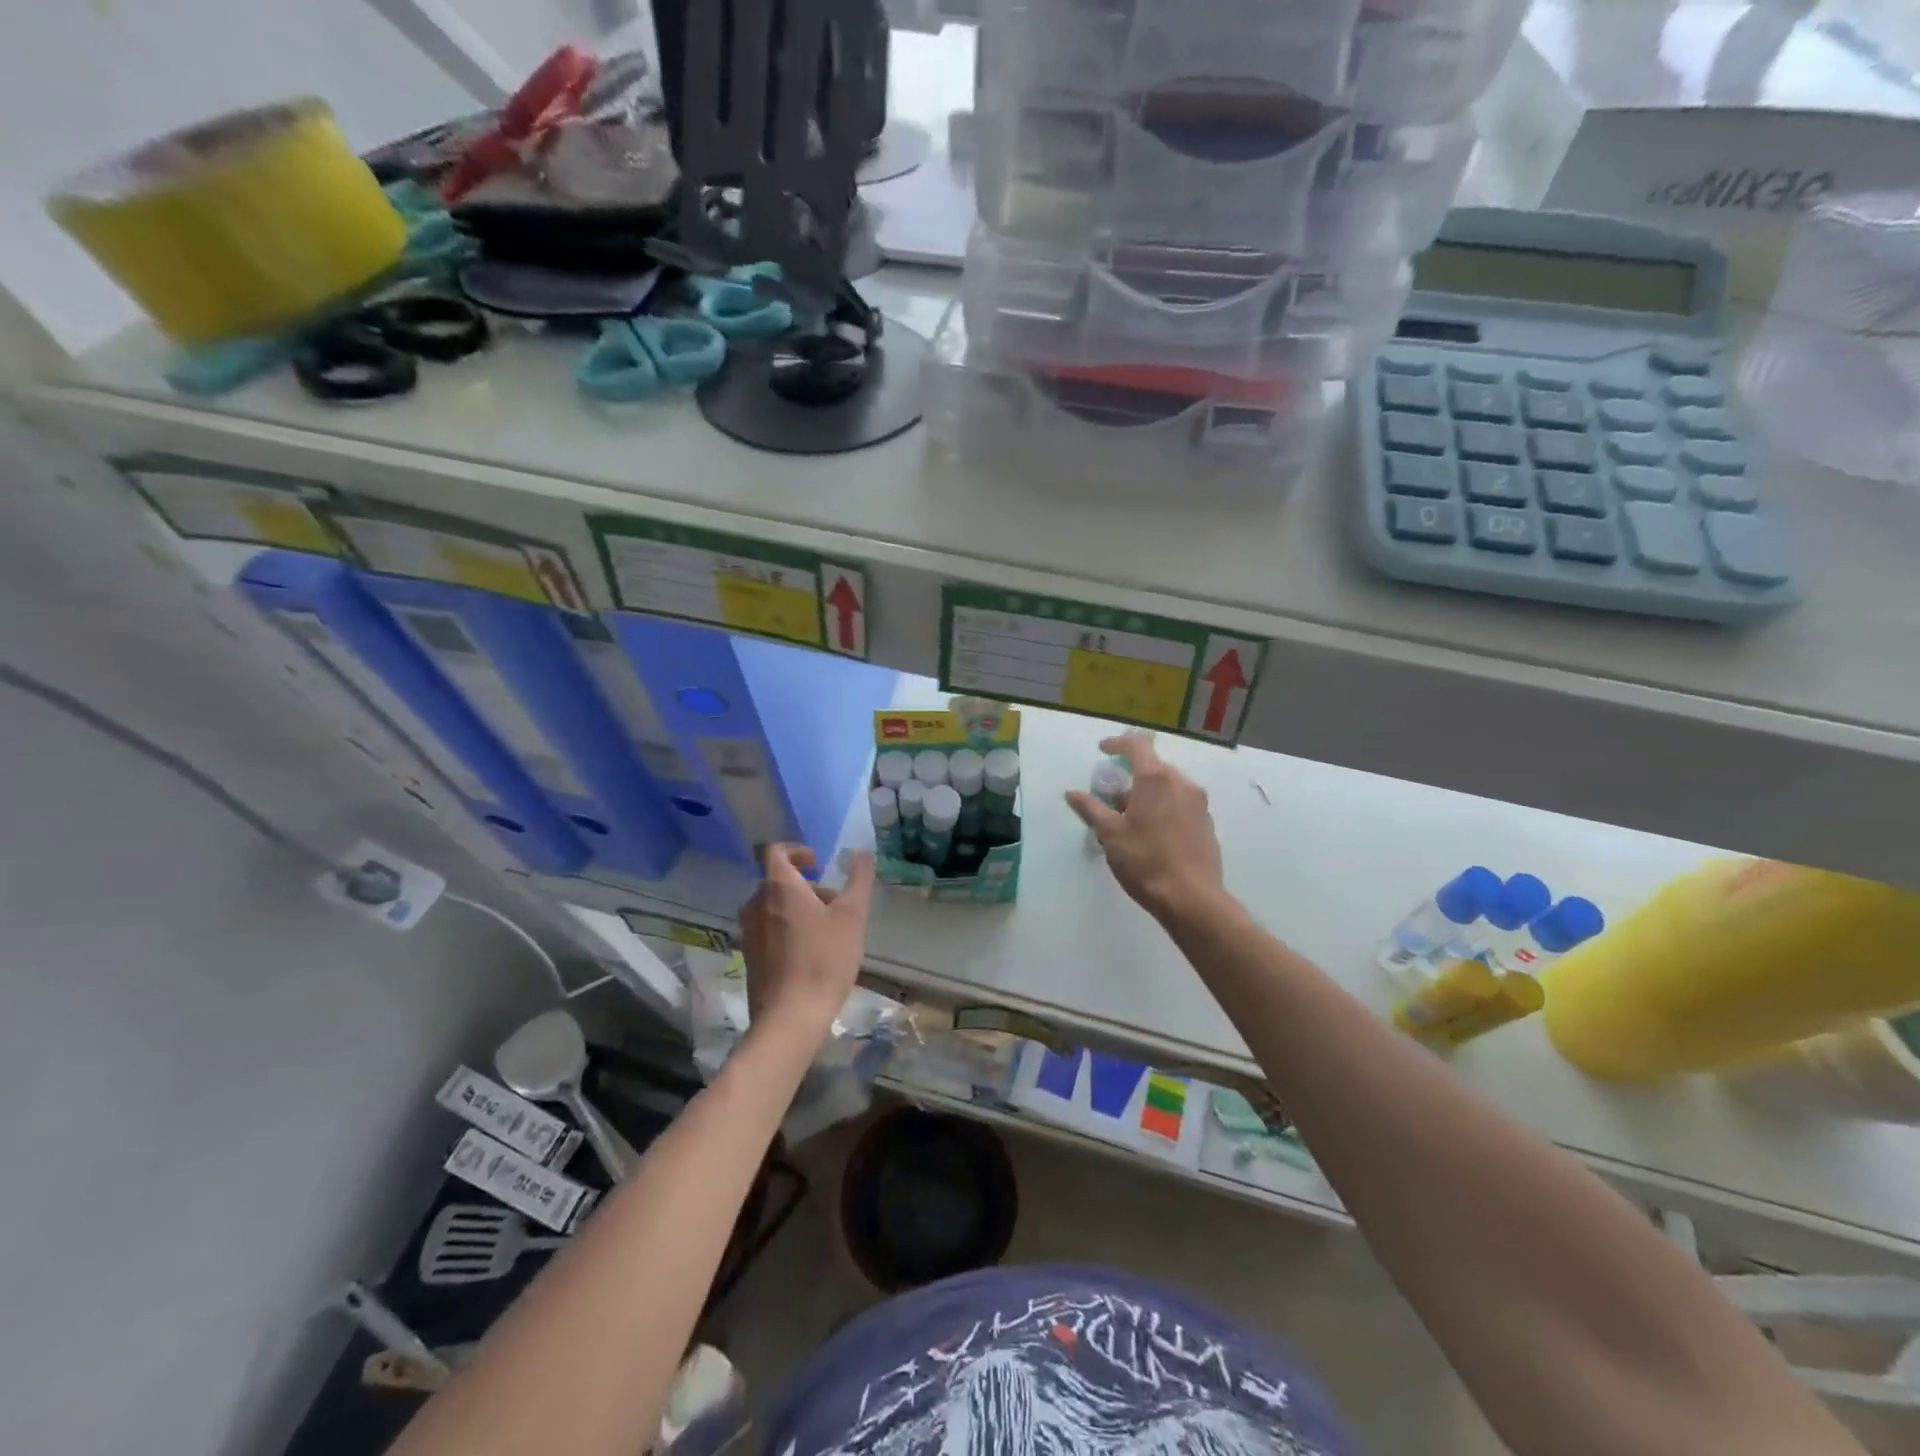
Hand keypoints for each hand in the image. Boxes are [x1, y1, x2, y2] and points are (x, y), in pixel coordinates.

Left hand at [739, 845, 875, 1039]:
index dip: (797, 850)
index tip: (818, 862)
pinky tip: (811, 952)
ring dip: (798, 907)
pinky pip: (768, 928)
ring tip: (827, 930)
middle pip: (778, 880)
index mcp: (778, 886)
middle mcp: (756, 903)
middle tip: (834, 902)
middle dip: (806, 885)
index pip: (775, 851)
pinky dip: (787, 928)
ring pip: (773, 905)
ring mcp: (749, 931)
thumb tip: (862, 852)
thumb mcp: (852, 916)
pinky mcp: (749, 955)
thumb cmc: (824, 959)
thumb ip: (858, 879)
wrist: (790, 1016)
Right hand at [1066, 735, 1225, 923]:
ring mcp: (1199, 804)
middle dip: (1131, 777)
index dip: (1117, 743)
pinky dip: (1164, 809)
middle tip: (1113, 799)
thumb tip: (1072, 793)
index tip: (1102, 750)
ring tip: (1130, 821)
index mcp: (1156, 778)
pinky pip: (1180, 805)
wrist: (1192, 898)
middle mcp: (1182, 783)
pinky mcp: (1206, 824)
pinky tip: (1152, 835)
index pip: (1137, 745)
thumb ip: (1091, 809)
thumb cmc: (1145, 860)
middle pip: (1154, 767)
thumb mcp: (1110, 834)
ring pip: (1168, 787)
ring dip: (1148, 795)